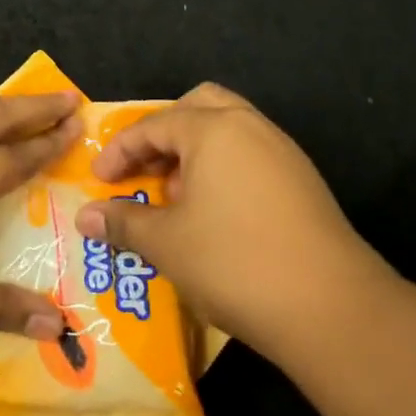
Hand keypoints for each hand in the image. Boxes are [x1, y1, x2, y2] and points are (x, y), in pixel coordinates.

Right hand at [70, 83, 373, 340]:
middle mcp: (251, 128)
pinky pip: (250, 157)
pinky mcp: (303, 183)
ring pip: (228, 131)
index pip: (152, 125)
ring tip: (173, 195)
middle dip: (163, 133)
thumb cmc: (233, 262)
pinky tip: (211, 215)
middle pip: (198, 107)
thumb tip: (84, 217)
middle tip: (143, 168)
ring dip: (193, 152)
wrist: (332, 309)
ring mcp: (283, 154)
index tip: (99, 180)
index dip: (119, 151)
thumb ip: (121, 222)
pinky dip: (222, 170)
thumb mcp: (165, 243)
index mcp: (214, 130)